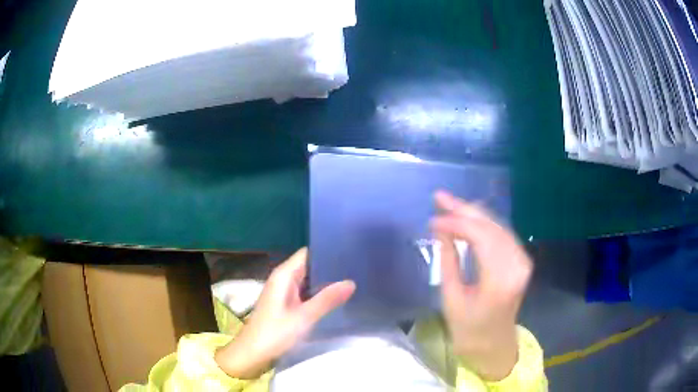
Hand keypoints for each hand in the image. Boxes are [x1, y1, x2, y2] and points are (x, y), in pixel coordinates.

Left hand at [215, 248, 354, 378]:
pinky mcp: (285, 304)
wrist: (252, 354)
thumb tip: (351, 282)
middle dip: (330, 268)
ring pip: (308, 280)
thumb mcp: (304, 317)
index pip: (308, 253)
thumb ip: (327, 299)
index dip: (327, 252)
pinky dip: (318, 294)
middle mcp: (283, 279)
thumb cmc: (274, 333)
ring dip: (326, 282)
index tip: (350, 253)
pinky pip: (305, 292)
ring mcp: (284, 292)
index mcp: (284, 275)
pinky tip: (336, 298)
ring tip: (352, 281)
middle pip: (309, 265)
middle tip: (357, 270)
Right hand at [431, 191, 532, 380]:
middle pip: (491, 226)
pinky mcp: (521, 259)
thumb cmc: (469, 329)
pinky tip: (468, 217)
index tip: (433, 219)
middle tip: (440, 197)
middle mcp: (517, 265)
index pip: (480, 238)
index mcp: (500, 280)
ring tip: (450, 204)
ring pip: (498, 225)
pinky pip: (502, 233)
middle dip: (464, 209)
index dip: (456, 223)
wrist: (494, 343)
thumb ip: (448, 260)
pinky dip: (484, 223)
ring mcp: (522, 260)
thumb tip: (440, 229)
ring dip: (473, 213)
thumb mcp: (451, 298)